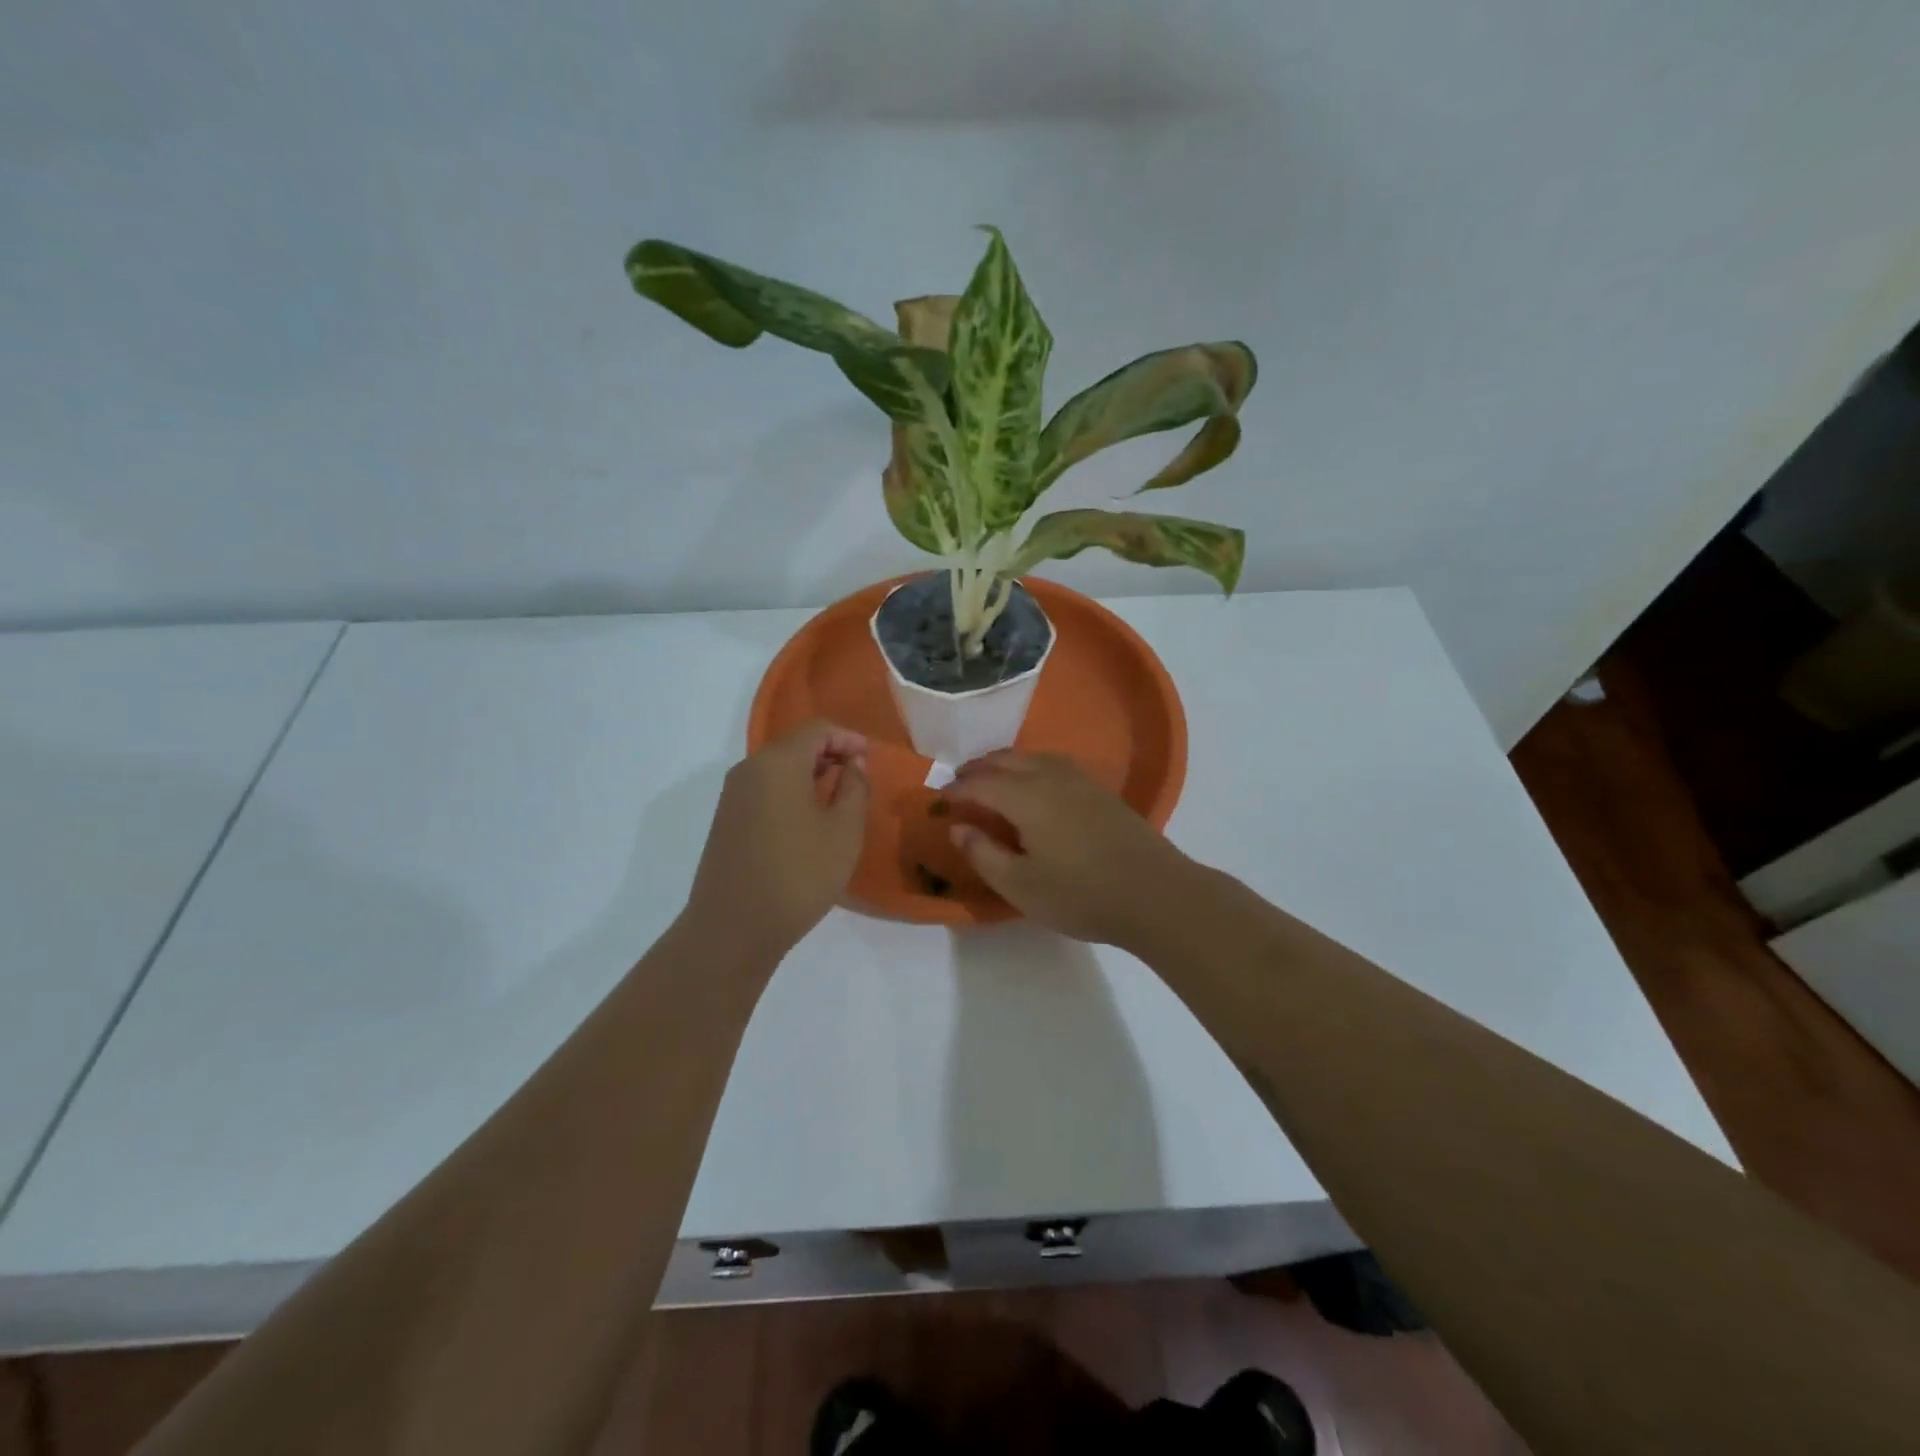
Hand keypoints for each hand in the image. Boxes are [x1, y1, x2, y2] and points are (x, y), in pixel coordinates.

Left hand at [684, 721, 869, 957]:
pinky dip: (791, 791)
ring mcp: (732, 795)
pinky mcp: (726, 819)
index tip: (870, 758)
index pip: (817, 729)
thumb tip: (853, 764)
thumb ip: (854, 788)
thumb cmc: (799, 875)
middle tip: (859, 777)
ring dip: (810, 774)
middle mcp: (749, 769)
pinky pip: (764, 789)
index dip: (848, 738)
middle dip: (830, 753)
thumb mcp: (844, 831)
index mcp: (778, 763)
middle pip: (794, 744)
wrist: (733, 928)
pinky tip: (809, 819)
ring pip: (778, 767)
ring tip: (838, 798)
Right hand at [944, 752, 1193, 945]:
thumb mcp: (1020, 885)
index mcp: (1026, 797)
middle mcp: (1051, 777)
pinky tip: (1035, 785)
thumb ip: (983, 854)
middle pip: (1007, 760)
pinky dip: (1032, 767)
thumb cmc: (1080, 894)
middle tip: (960, 781)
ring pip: (1033, 758)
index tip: (940, 798)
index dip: (957, 789)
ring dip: (1006, 763)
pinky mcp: (1101, 792)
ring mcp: (1080, 781)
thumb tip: (959, 827)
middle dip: (979, 768)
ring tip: (992, 777)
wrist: (1155, 893)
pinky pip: (1054, 765)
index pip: (981, 783)